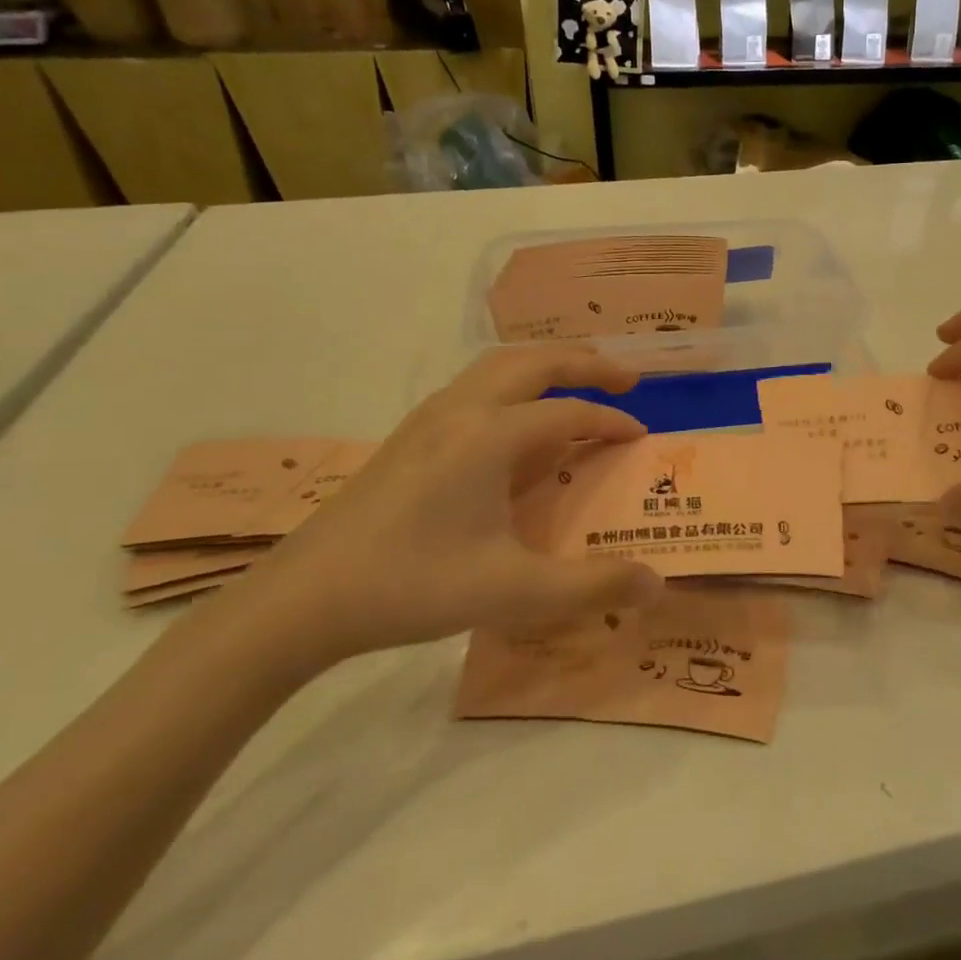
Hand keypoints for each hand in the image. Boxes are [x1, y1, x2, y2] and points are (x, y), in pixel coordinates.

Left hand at [235, 347, 661, 670]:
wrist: (303, 598)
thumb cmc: (412, 586)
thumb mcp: (512, 592)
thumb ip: (591, 586)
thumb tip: (657, 584)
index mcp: (490, 435)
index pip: (569, 412)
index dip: (611, 422)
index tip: (642, 438)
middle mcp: (462, 410)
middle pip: (535, 361)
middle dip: (586, 362)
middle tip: (626, 380)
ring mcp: (430, 418)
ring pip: (499, 366)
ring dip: (546, 365)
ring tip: (577, 385)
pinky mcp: (410, 435)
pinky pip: (476, 386)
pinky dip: (514, 384)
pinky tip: (515, 423)